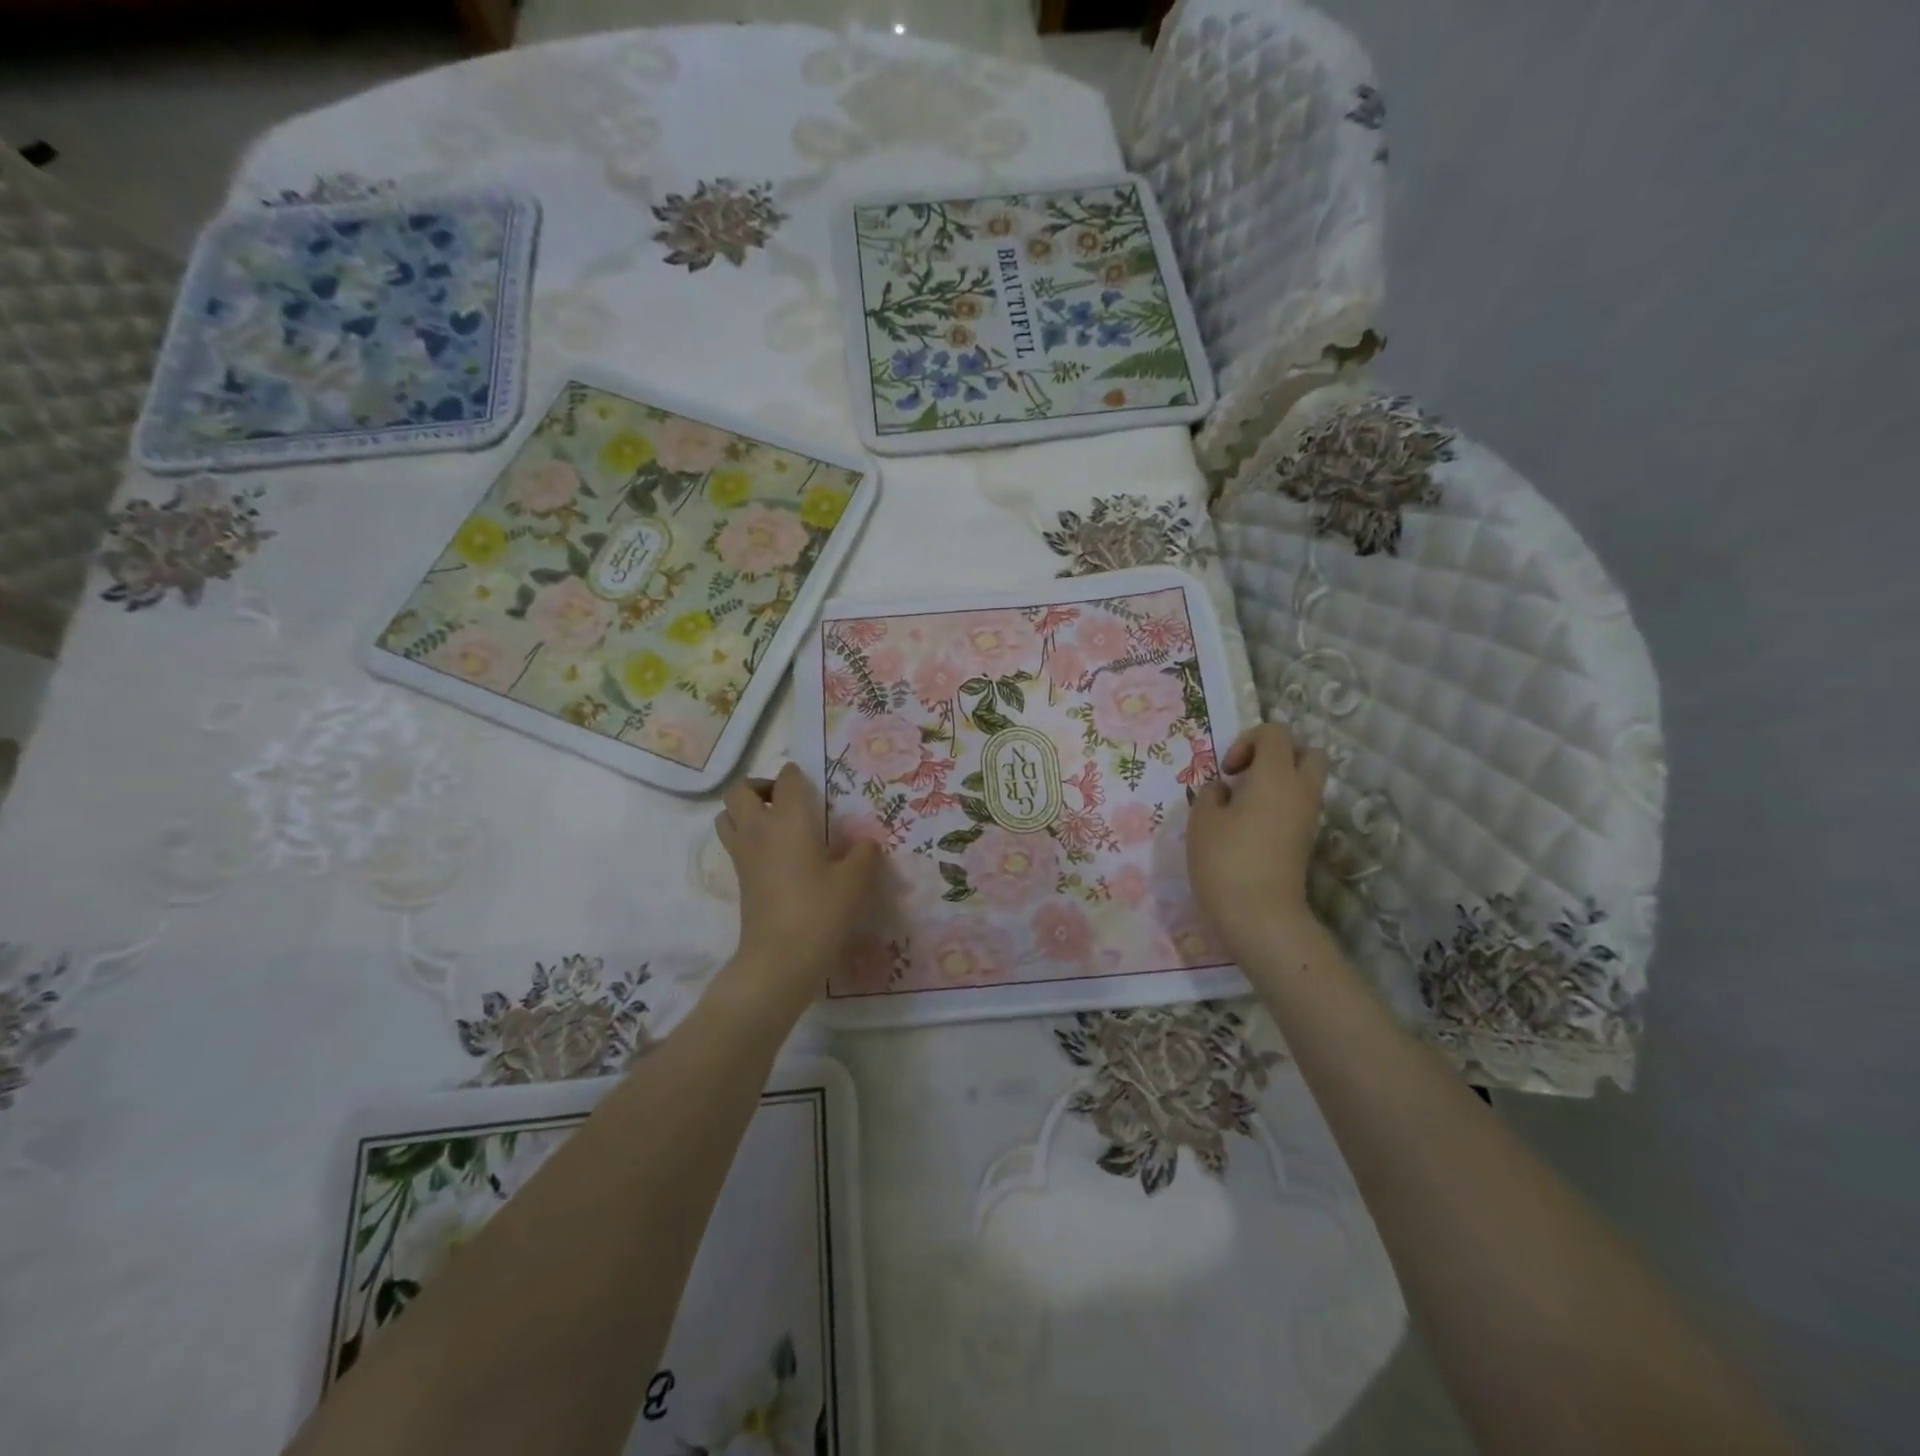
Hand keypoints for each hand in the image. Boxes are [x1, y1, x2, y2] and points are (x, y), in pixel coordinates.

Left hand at [713, 763, 879, 1024]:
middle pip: (740, 791)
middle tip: (787, 802)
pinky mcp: (739, 880)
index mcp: (789, 820)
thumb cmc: (820, 912)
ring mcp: (743, 855)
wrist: (779, 959)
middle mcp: (759, 829)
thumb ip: (864, 855)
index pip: (786, 779)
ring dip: (746, 812)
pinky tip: (780, 857)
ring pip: (727, 816)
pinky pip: (735, 843)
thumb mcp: (855, 882)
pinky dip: (749, 838)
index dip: (797, 776)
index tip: (814, 787)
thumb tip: (866, 844)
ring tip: (777, 826)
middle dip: (760, 788)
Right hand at [1187, 721, 1328, 953]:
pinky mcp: (1305, 840)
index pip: (1276, 732)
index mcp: (1276, 775)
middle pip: (1307, 752)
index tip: (1228, 772)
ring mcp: (1308, 817)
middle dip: (1276, 755)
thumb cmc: (1226, 860)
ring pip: (1305, 781)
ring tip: (1242, 804)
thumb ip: (1211, 794)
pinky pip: (1298, 805)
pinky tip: (1248, 826)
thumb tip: (1225, 791)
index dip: (1247, 741)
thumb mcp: (1202, 820)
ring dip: (1277, 782)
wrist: (1260, 916)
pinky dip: (1279, 805)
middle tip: (1246, 777)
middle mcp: (1300, 790)